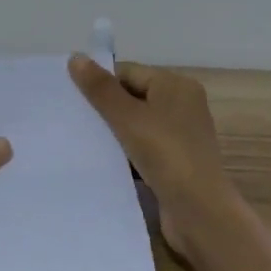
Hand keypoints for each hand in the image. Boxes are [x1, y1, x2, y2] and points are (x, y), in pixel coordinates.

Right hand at [68, 54, 239, 261]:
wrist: (199, 213)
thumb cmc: (166, 155)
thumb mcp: (128, 118)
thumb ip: (101, 89)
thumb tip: (76, 57)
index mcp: (176, 86)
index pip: (128, 72)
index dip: (100, 83)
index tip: (71, 99)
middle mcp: (182, 105)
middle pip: (132, 97)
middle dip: (104, 109)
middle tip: (72, 119)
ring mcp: (181, 136)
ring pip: (136, 125)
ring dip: (113, 133)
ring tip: (81, 141)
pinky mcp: (176, 162)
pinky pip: (143, 148)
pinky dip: (125, 153)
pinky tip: (103, 163)